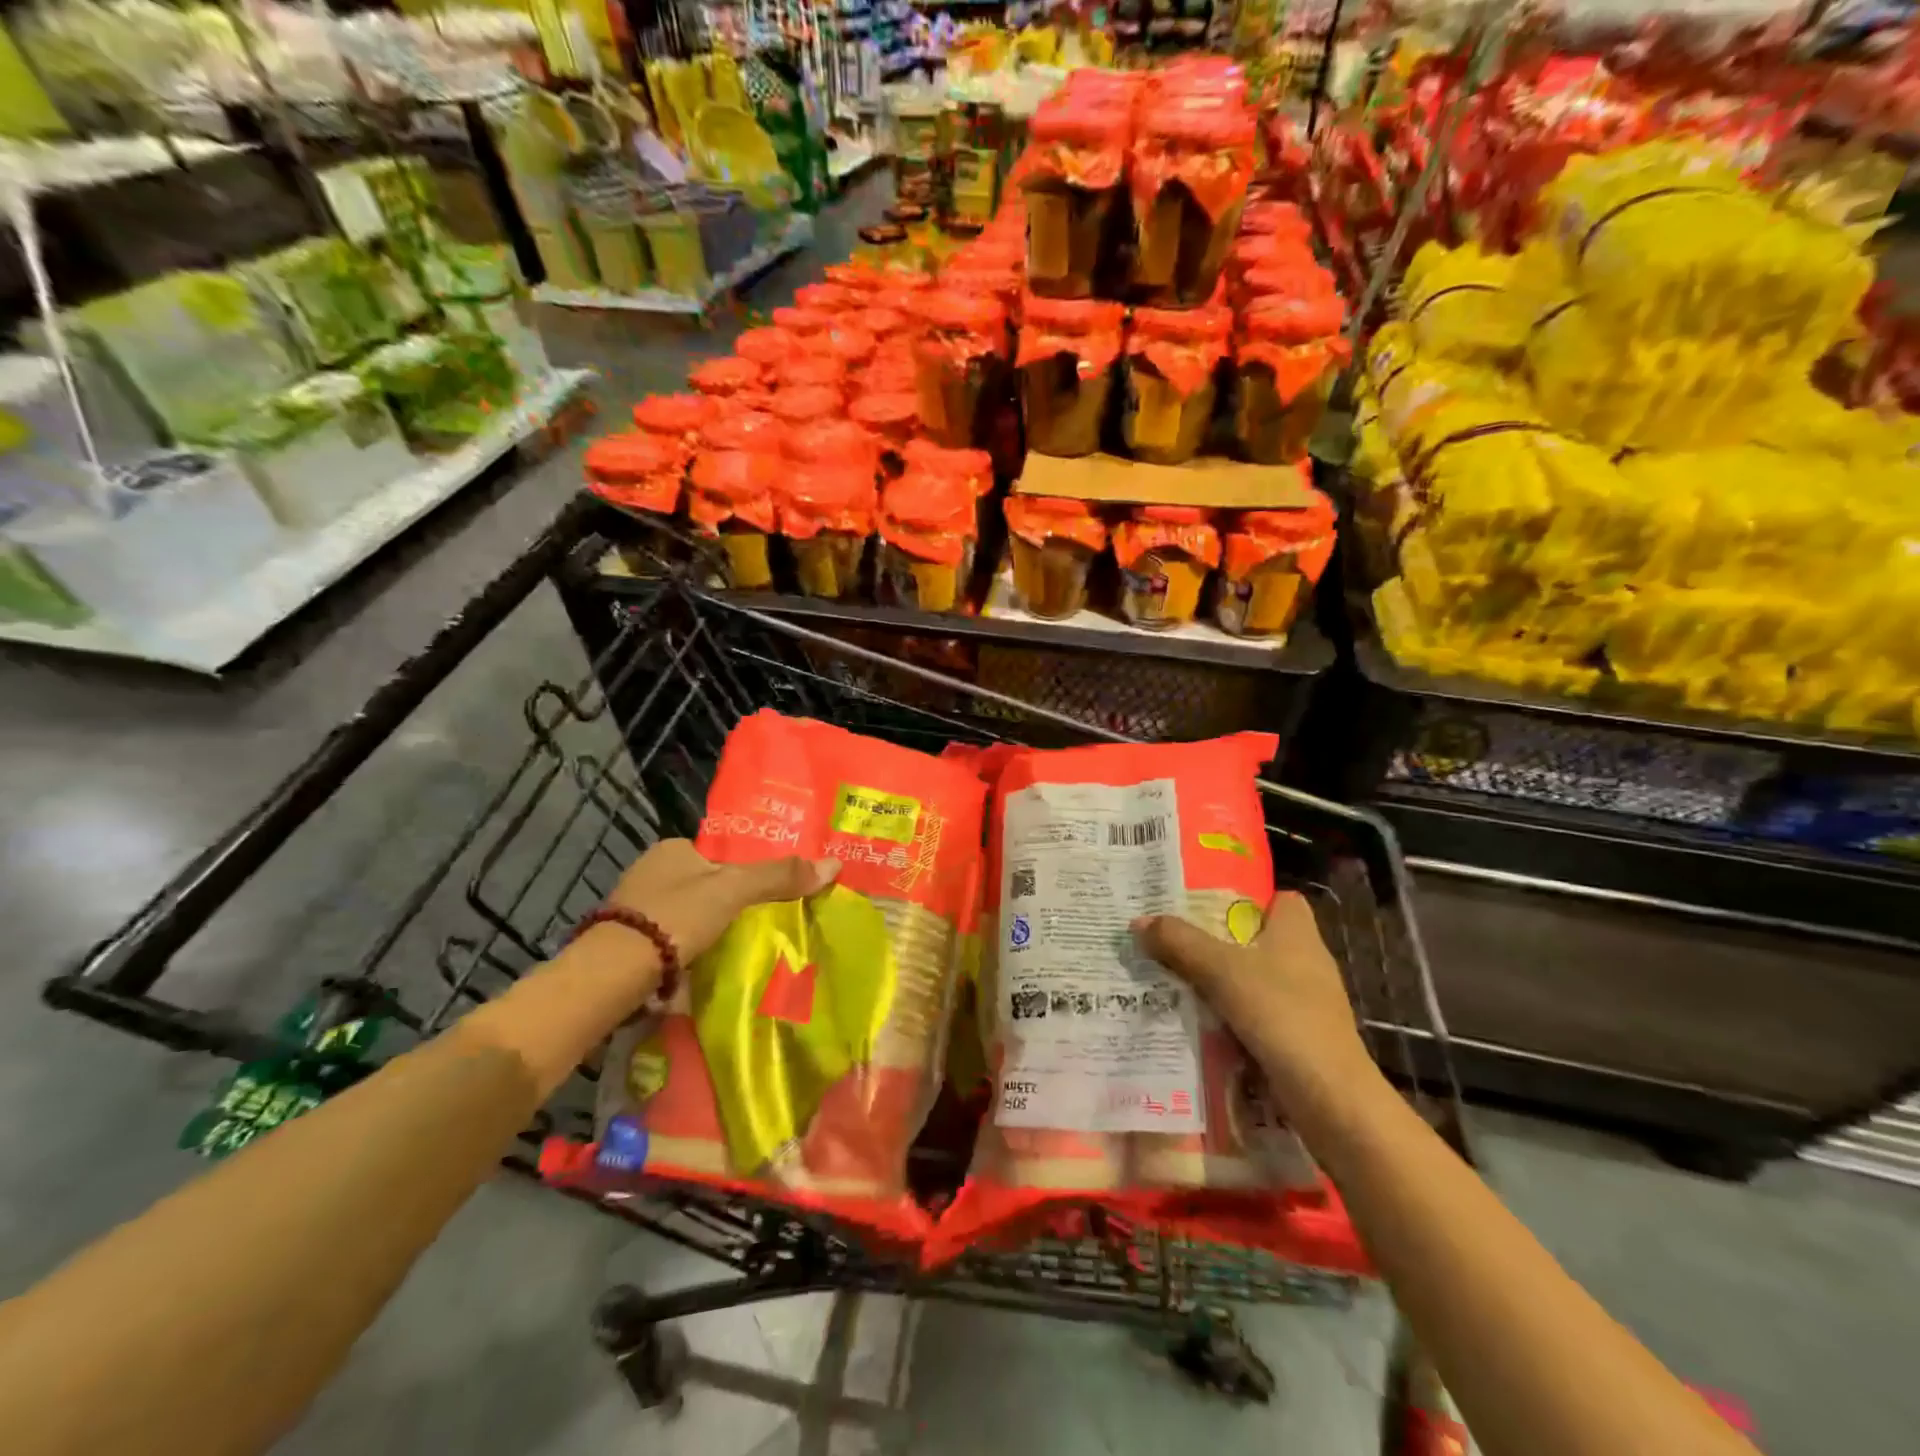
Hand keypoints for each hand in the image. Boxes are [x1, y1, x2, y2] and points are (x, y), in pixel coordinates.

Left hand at [609, 839, 840, 963]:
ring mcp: (637, 910)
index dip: (746, 869)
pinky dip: (693, 950)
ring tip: (745, 945)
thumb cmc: (676, 916)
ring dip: (712, 929)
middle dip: (730, 902)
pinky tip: (712, 964)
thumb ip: (779, 876)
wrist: (614, 972)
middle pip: (707, 884)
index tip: (769, 890)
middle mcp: (651, 872)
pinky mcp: (631, 944)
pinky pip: (675, 940)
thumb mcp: (734, 889)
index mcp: (673, 848)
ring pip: (691, 914)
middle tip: (763, 920)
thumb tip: (834, 864)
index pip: (720, 853)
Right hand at [1131, 891, 1373, 1101]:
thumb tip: (1139, 921)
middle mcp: (1306, 961)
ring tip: (1171, 976)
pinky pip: (1255, 1013)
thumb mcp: (1221, 970)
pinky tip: (1195, 1019)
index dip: (1246, 898)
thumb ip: (1180, 942)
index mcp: (1297, 932)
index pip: (1279, 899)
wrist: (1330, 1098)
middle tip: (1171, 938)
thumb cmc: (1282, 1015)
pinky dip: (1229, 1015)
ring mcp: (1305, 1001)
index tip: (1204, 904)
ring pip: (1252, 978)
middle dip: (1216, 940)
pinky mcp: (1298, 1036)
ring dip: (1218, 980)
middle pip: (1256, 939)